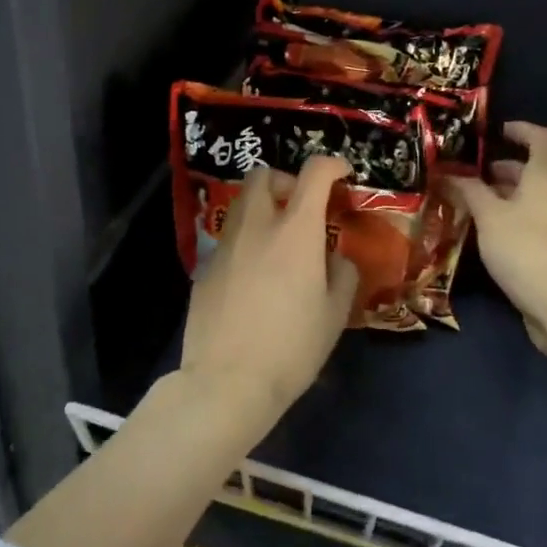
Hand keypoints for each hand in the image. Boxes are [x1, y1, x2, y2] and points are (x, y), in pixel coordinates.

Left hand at [180, 156, 362, 416]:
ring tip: (277, 241)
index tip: (342, 175)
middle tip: (300, 207)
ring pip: (240, 205)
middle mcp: (256, 227)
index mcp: (295, 231)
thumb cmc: (292, 347)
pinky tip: (253, 276)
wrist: (227, 381)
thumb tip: (336, 258)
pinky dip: (245, 241)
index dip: (332, 165)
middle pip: (262, 176)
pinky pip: (227, 239)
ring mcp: (224, 245)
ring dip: (261, 208)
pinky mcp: (204, 268)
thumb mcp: (334, 314)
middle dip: (284, 180)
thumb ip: (342, 275)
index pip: (314, 174)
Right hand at [444, 123, 546, 349]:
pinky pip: (537, 221)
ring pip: (534, 198)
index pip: (542, 138)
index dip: (521, 130)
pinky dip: (514, 218)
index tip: (496, 133)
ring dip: (505, 197)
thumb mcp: (488, 216)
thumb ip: (469, 191)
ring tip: (472, 207)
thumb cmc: (525, 248)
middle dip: (503, 170)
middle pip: (535, 170)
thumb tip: (449, 174)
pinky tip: (490, 235)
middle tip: (469, 178)